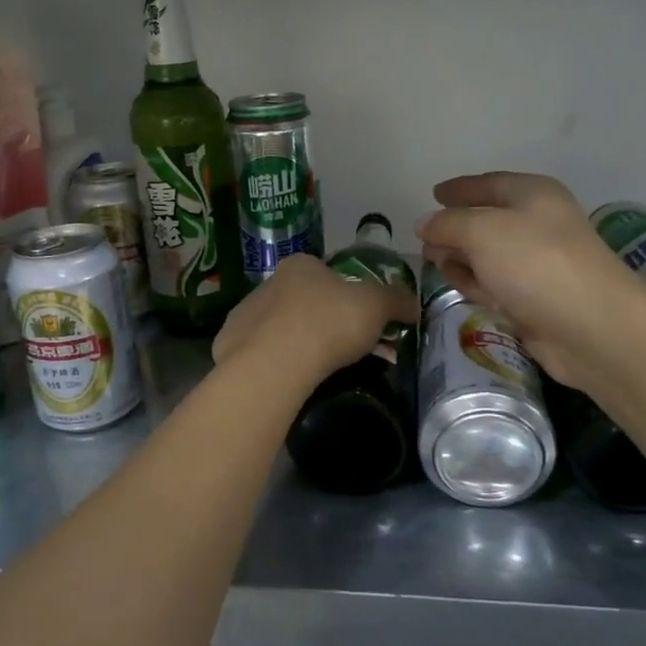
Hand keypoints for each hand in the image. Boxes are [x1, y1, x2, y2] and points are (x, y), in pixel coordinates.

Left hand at [212, 255, 420, 385]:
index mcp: (301, 265)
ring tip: (324, 371)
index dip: (352, 297)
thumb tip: (414, 305)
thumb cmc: (328, 323)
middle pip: (308, 302)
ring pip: (284, 328)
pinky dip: (280, 363)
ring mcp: (246, 313)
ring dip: (304, 344)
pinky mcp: (231, 345)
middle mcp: (270, 283)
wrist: (273, 363)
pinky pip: (264, 353)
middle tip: (351, 351)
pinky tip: (294, 380)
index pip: (331, 275)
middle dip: (330, 324)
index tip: (366, 323)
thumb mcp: (376, 306)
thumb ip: (397, 301)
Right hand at [416, 172, 643, 389]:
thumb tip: (424, 225)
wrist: (590, 327)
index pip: (488, 183)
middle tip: (425, 240)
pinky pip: (496, 283)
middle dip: (455, 228)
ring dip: (461, 258)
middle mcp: (537, 224)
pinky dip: (477, 283)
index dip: (460, 188)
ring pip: (488, 255)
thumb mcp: (481, 231)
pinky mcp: (534, 299)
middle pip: (487, 220)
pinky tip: (460, 286)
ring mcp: (537, 264)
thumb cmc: (535, 263)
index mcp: (532, 195)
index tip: (434, 193)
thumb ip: (446, 224)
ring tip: (435, 263)